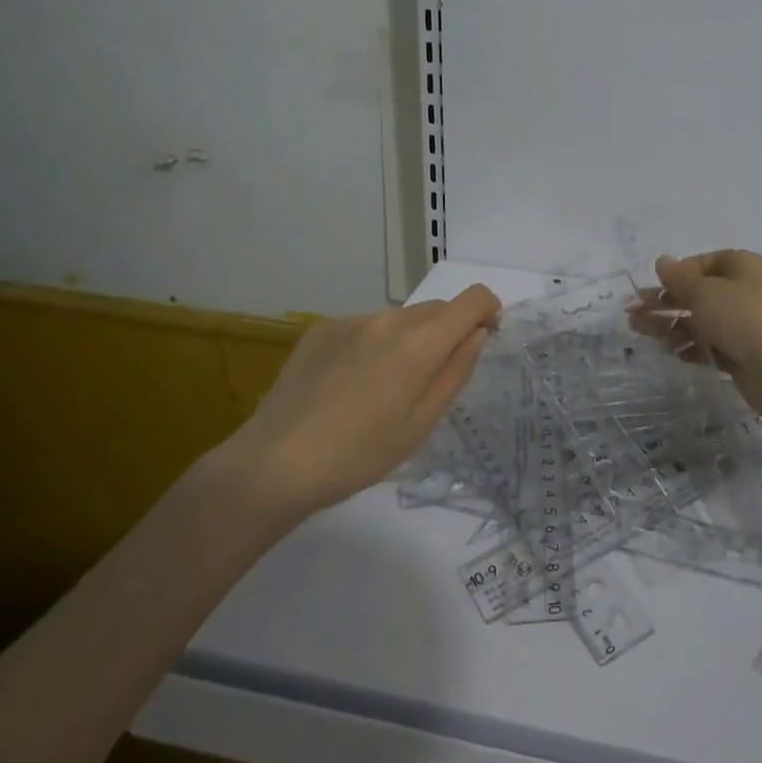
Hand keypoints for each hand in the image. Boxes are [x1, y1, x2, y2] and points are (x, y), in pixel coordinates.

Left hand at [216, 284, 500, 524]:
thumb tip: (476, 334)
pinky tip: (347, 385)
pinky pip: (364, 327)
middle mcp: (389, 318)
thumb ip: (456, 371)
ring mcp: (352, 320)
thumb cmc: (359, 454)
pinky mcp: (321, 329)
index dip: (487, 312)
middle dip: (446, 333)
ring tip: (381, 389)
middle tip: (428, 381)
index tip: (483, 339)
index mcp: (421, 342)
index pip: (473, 298)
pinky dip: (372, 345)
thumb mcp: (421, 423)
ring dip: (406, 341)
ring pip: (399, 319)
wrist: (274, 463)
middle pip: (436, 310)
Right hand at [627, 251, 761, 428]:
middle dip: (664, 304)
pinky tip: (674, 354)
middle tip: (633, 315)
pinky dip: (692, 348)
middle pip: (695, 294)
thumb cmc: (741, 318)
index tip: (651, 292)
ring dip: (672, 327)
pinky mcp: (741, 353)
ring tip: (645, 336)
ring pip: (699, 322)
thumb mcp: (703, 292)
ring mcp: (742, 324)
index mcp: (738, 266)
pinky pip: (709, 346)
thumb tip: (662, 261)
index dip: (673, 278)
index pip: (698, 265)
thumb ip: (678, 279)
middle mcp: (742, 291)